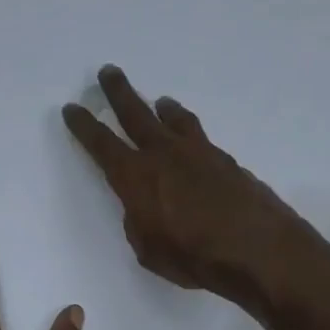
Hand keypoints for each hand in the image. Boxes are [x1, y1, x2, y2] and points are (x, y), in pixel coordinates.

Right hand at [62, 65, 314, 301]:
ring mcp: (198, 153)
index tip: (72, 108)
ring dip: (161, 108)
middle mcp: (164, 155)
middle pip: (135, 114)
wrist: (257, 248)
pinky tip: (192, 139)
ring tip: (158, 101)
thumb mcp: (149, 250)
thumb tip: (143, 208)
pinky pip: (200, 136)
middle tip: (108, 72)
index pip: (101, 145)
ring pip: (174, 120)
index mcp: (136, 178)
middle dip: (118, 93)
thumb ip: (140, 223)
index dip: (84, 126)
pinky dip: (189, 130)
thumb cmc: (194, 257)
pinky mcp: (225, 160)